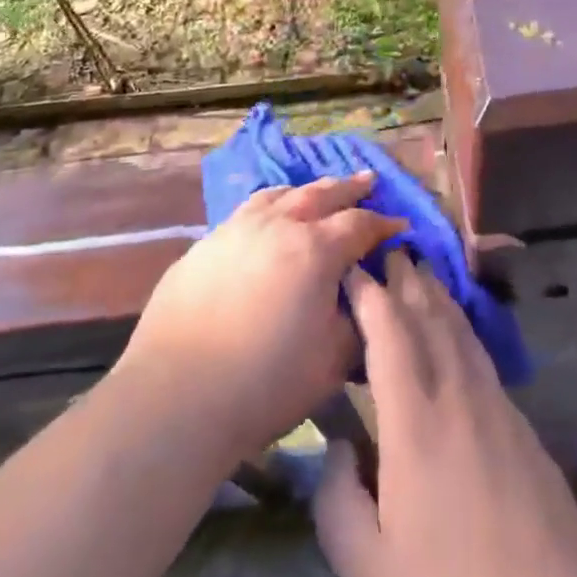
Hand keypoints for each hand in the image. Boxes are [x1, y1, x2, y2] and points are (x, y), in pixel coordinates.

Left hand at [118, 172, 402, 464]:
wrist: (176, 396)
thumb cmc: (265, 383)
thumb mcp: (331, 362)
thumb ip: (357, 323)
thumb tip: (366, 298)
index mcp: (315, 250)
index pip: (359, 224)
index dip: (384, 224)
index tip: (400, 225)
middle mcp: (278, 225)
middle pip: (321, 194)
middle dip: (349, 188)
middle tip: (368, 180)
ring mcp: (236, 229)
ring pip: (279, 195)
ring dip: (305, 191)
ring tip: (317, 191)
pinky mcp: (204, 245)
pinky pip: (246, 212)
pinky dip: (269, 207)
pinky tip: (266, 221)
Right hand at [316, 254, 576, 576]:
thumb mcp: (368, 570)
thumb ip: (337, 500)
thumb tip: (339, 447)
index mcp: (414, 424)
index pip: (389, 335)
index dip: (370, 294)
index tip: (353, 267)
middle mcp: (457, 398)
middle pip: (429, 319)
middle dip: (407, 279)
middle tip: (390, 248)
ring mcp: (497, 408)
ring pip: (462, 332)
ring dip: (438, 296)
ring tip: (422, 271)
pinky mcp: (523, 426)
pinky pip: (483, 358)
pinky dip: (463, 329)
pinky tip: (460, 330)